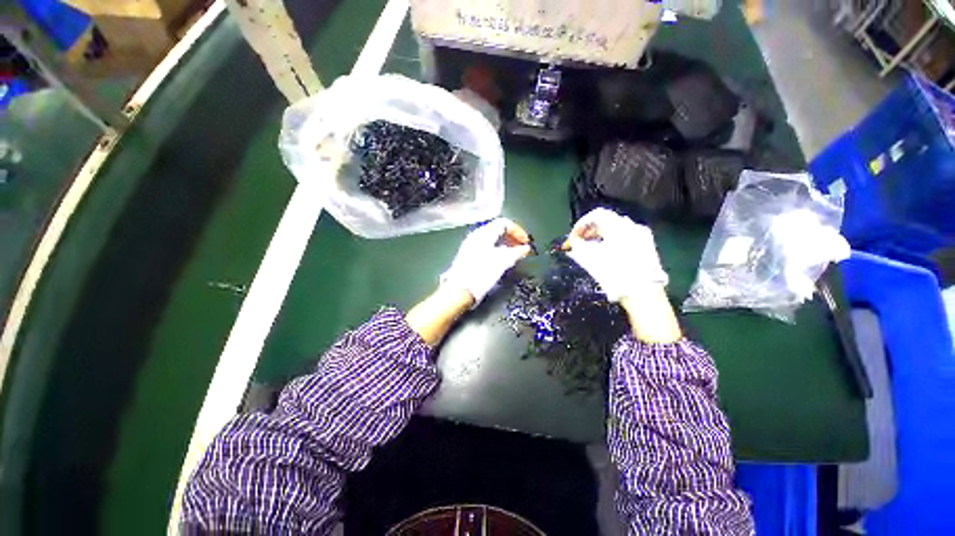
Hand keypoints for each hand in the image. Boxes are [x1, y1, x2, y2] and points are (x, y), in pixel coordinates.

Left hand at [440, 218, 532, 303]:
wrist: (459, 291)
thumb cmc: (481, 273)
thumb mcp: (502, 262)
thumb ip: (516, 253)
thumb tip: (526, 248)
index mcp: (484, 233)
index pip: (504, 223)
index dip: (518, 231)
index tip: (526, 243)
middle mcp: (476, 236)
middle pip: (497, 229)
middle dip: (512, 237)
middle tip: (521, 248)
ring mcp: (470, 246)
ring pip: (491, 239)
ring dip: (505, 244)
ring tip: (513, 255)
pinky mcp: (468, 257)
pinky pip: (486, 247)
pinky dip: (496, 250)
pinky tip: (500, 261)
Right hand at [564, 208, 667, 302]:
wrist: (642, 294)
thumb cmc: (614, 274)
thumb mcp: (589, 259)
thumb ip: (577, 246)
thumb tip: (572, 241)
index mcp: (618, 226)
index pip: (596, 215)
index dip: (581, 224)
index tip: (573, 237)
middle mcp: (632, 226)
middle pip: (606, 221)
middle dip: (589, 231)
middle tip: (578, 243)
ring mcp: (642, 235)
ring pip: (616, 229)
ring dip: (600, 236)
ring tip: (589, 249)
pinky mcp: (647, 246)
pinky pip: (625, 236)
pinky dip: (612, 240)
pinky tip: (605, 253)